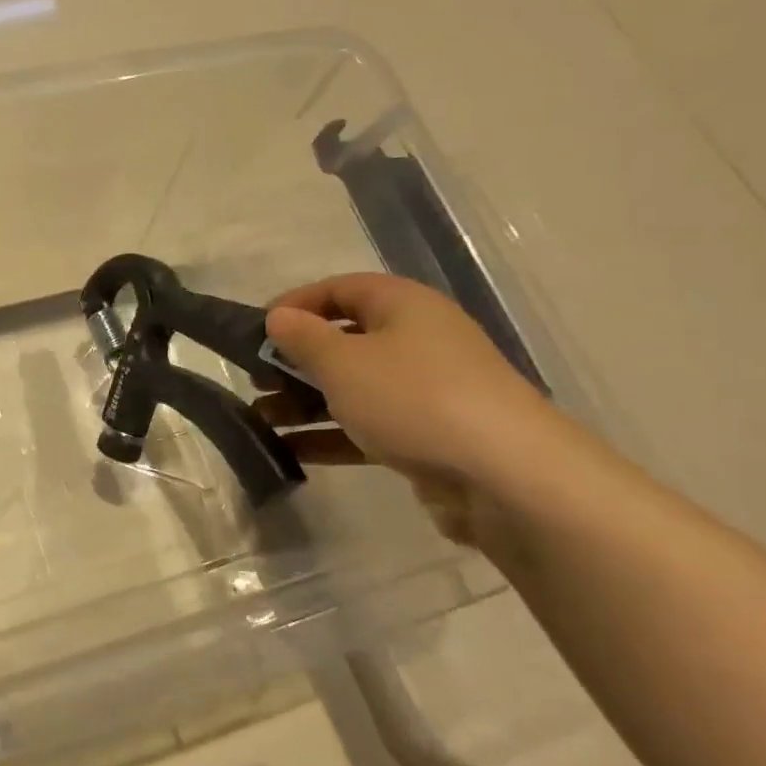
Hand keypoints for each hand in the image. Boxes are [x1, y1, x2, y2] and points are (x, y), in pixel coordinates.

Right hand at [260, 273, 562, 544]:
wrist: (509, 477)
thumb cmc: (414, 399)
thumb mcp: (343, 362)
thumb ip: (302, 338)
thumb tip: (279, 318)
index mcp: (403, 306)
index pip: (339, 288)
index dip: (295, 304)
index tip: (256, 331)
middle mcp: (417, 340)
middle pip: (344, 339)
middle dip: (294, 360)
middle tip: (257, 380)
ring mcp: (426, 391)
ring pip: (353, 387)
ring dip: (305, 401)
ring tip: (262, 419)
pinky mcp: (429, 435)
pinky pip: (369, 425)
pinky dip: (331, 434)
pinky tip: (291, 450)